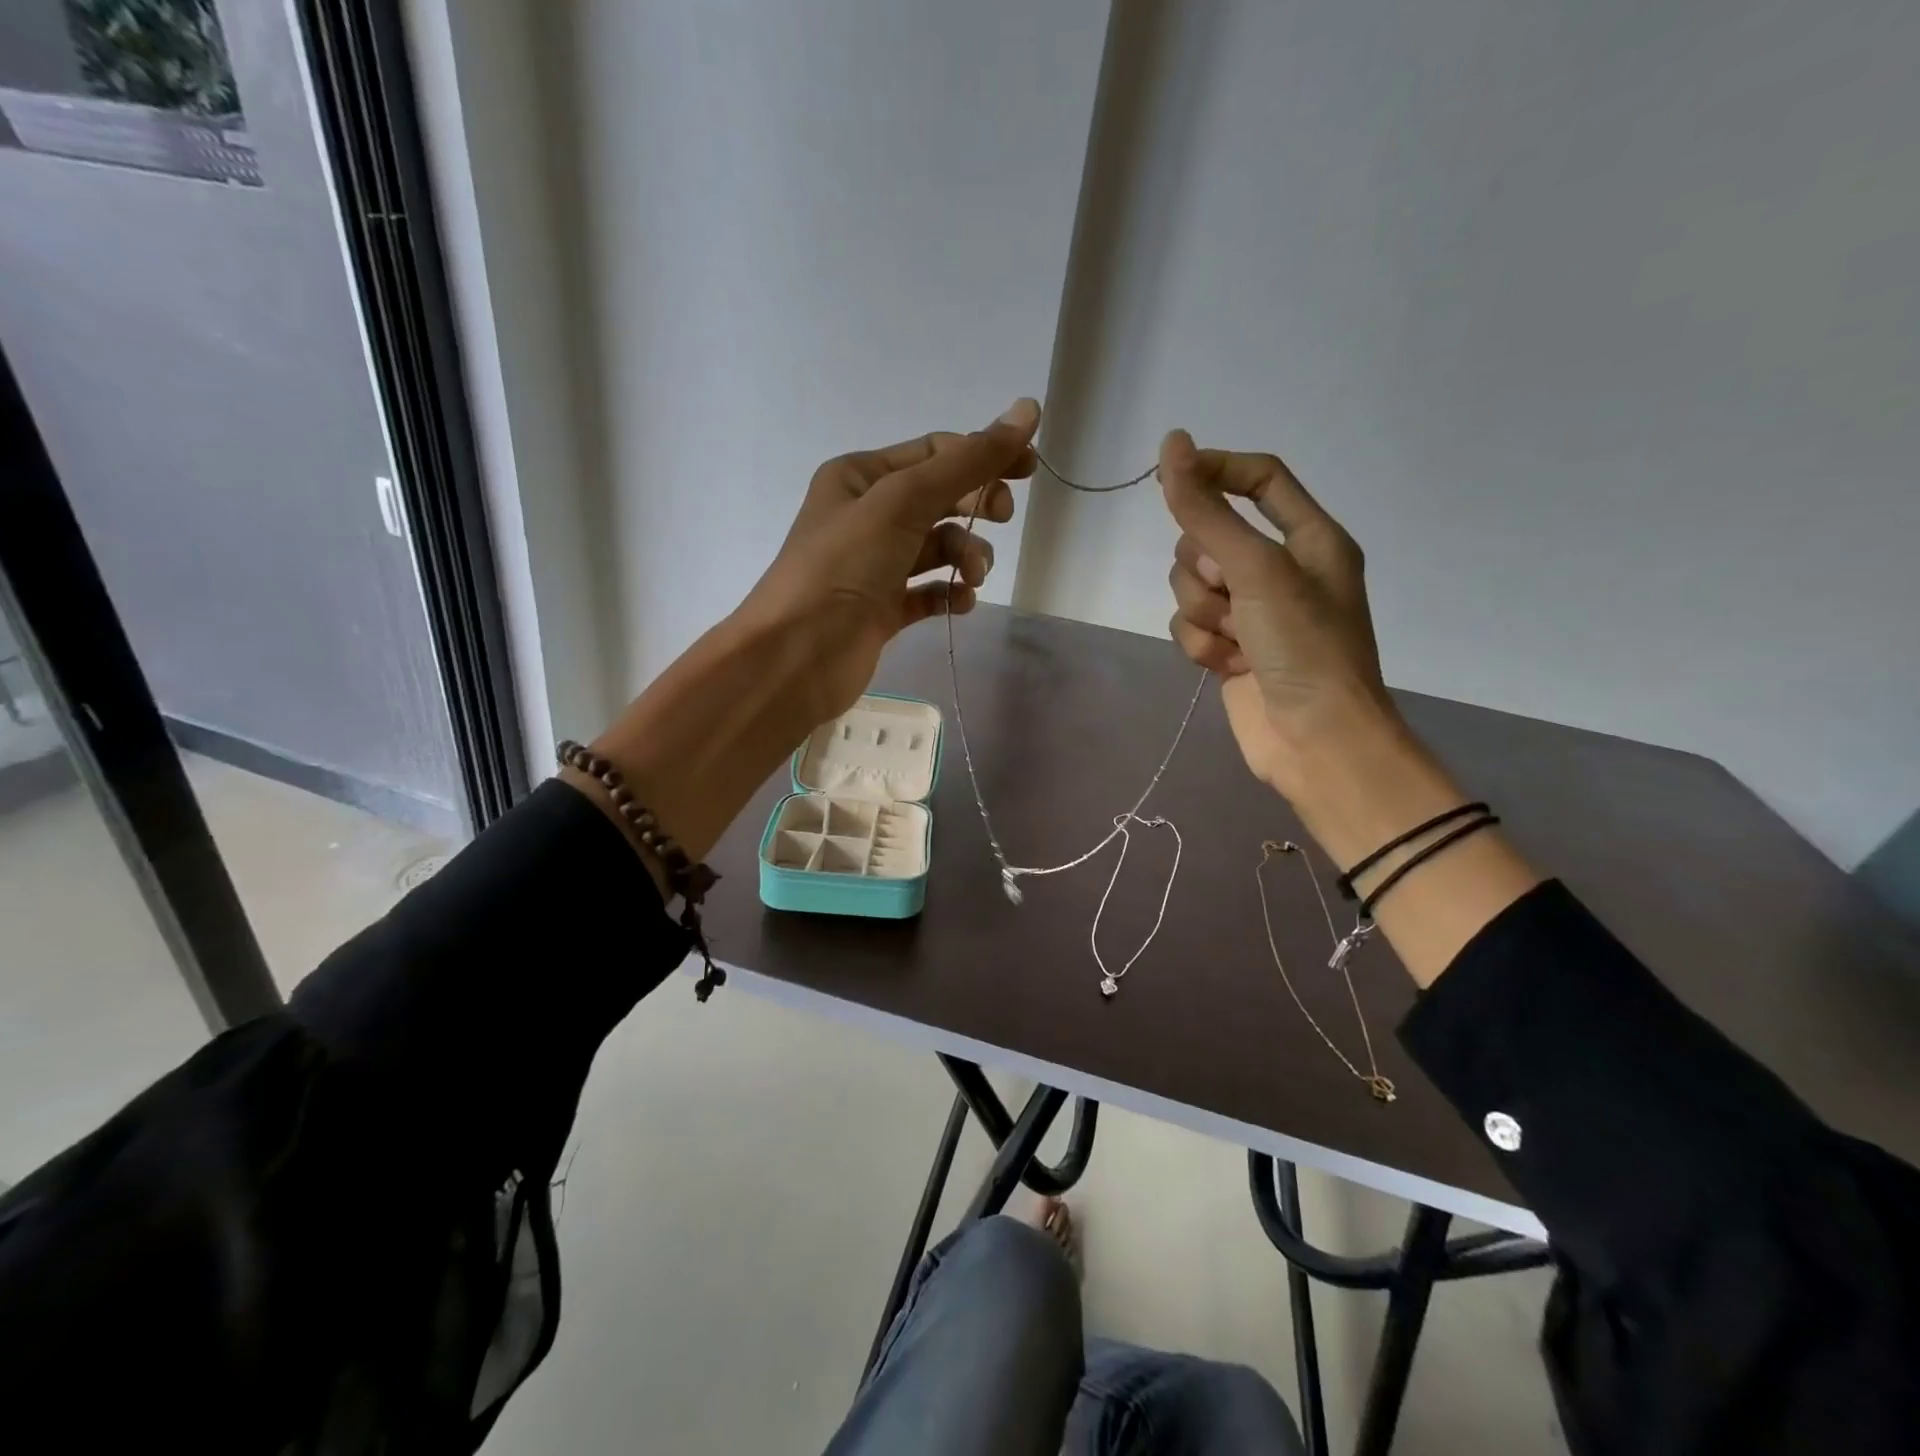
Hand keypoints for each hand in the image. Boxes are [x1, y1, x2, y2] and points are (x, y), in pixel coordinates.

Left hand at [737, 399, 1039, 726]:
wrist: (797, 656)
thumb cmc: (843, 566)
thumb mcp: (904, 501)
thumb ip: (967, 461)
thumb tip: (1027, 410)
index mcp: (860, 477)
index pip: (934, 453)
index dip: (983, 455)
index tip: (1029, 469)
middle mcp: (866, 516)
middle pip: (939, 499)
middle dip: (975, 506)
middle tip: (1001, 518)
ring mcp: (874, 566)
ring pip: (937, 548)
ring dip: (966, 556)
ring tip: (972, 576)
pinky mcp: (882, 609)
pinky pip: (928, 592)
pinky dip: (950, 594)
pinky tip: (961, 602)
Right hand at [1159, 430, 1393, 793]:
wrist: (1314, 742)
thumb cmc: (1304, 647)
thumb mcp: (1257, 570)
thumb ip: (1208, 512)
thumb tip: (1173, 445)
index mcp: (1309, 538)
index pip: (1260, 479)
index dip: (1215, 472)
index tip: (1171, 480)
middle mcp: (1280, 569)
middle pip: (1210, 537)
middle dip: (1205, 569)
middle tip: (1232, 595)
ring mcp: (1253, 612)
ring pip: (1192, 586)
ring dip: (1204, 614)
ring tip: (1236, 641)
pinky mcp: (1230, 648)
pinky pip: (1191, 626)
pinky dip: (1202, 646)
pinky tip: (1228, 667)